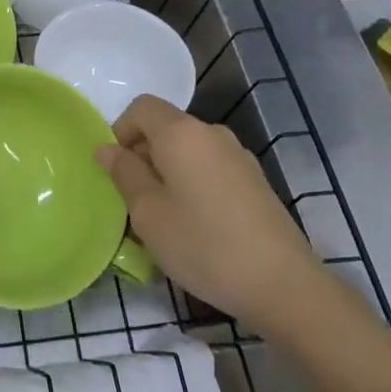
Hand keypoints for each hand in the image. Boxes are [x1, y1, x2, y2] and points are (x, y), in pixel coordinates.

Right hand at [97, 95, 318, 325]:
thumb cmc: (203, 245)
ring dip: (167, 173)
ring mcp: (238, 156)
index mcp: (182, 133)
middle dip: (142, 156)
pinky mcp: (254, 181)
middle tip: (133, 202)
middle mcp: (212, 133)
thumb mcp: (148, 213)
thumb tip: (107, 149)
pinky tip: (196, 225)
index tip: (116, 171)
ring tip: (163, 218)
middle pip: (165, 128)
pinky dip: (192, 184)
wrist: (283, 284)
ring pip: (187, 151)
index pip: (141, 107)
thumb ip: (124, 174)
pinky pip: (209, 168)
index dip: (120, 131)